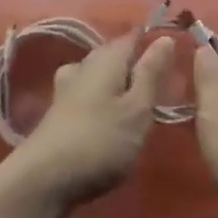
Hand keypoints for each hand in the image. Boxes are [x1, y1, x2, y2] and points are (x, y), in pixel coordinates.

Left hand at [1, 32, 174, 210]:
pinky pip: (88, 93)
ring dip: (117, 84)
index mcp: (107, 57)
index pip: (134, 37)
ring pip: (100, 74)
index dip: (153, 43)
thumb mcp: (137, 109)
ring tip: (136, 105)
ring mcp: (67, 86)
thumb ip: (151, 73)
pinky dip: (102, 100)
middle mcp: (85, 64)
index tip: (174, 58)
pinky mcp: (58, 110)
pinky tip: (108, 118)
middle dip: (136, 65)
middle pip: (115, 54)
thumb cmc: (100, 141)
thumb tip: (165, 37)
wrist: (42, 180)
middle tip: (161, 87)